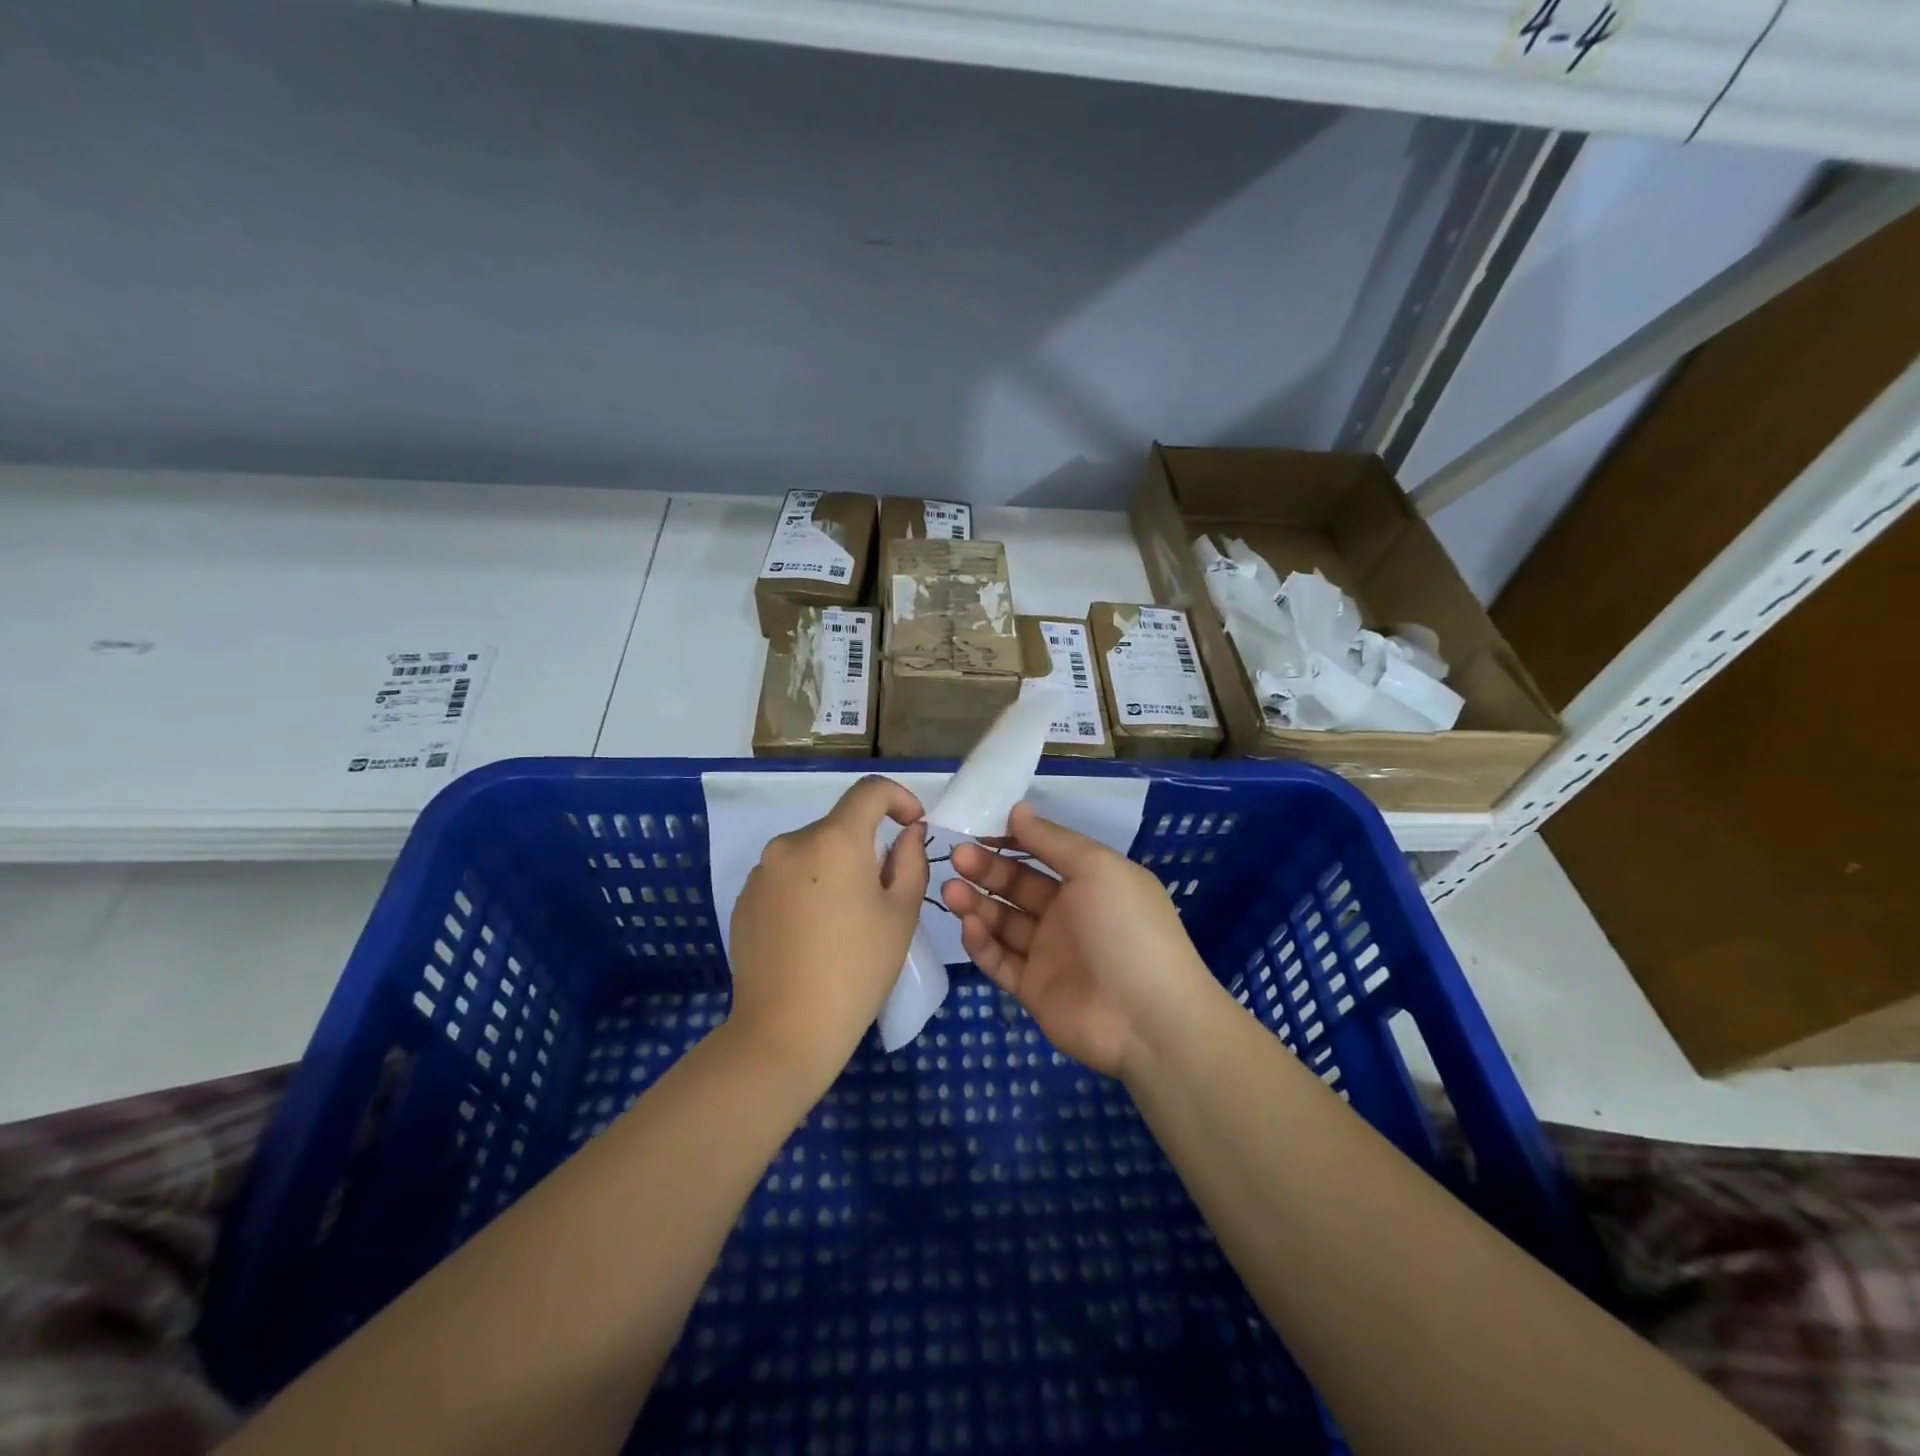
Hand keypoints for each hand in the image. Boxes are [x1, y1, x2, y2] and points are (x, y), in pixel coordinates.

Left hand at [727, 776, 929, 1089]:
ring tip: (844, 920)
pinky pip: (785, 878)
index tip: (913, 825)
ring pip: (811, 853)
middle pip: (839, 826)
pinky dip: (806, 889)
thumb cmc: (857, 969)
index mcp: (834, 839)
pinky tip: (811, 935)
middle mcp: (791, 843)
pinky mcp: (743, 900)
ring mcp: (761, 872)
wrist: (785, 1030)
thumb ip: (911, 860)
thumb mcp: (901, 913)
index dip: (899, 798)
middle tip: (883, 893)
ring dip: (834, 869)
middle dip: (866, 846)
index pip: (870, 790)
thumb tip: (907, 833)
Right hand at [941, 802, 1219, 1079]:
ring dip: (977, 903)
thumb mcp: (1097, 868)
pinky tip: (968, 924)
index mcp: (1091, 882)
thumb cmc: (1127, 928)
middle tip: (957, 856)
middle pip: (1019, 885)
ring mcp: (1050, 954)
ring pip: (1004, 922)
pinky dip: (982, 942)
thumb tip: (1018, 809)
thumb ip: (1053, 840)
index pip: (1043, 853)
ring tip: (951, 889)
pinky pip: (1001, 960)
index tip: (978, 828)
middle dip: (988, 869)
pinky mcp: (1033, 989)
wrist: (1147, 1018)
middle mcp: (1069, 914)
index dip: (1012, 840)